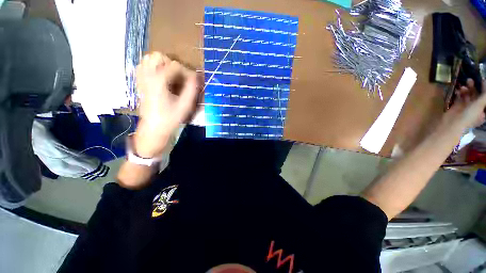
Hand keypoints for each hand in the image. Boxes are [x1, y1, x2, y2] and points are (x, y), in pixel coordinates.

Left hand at [134, 52, 200, 156]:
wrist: (154, 128)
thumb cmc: (171, 118)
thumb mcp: (185, 105)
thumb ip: (191, 89)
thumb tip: (196, 77)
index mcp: (159, 81)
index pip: (175, 65)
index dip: (187, 72)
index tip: (193, 81)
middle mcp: (147, 76)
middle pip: (158, 56)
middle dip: (172, 63)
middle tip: (180, 76)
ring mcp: (141, 79)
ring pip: (148, 59)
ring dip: (161, 64)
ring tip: (170, 75)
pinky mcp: (140, 83)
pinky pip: (142, 67)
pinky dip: (151, 67)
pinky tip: (159, 77)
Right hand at [442, 79, 485, 129]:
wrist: (453, 123)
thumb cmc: (469, 116)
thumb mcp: (480, 105)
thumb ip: (485, 95)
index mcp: (483, 109)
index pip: (485, 97)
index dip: (484, 89)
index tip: (482, 80)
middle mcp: (476, 107)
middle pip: (476, 95)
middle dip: (473, 87)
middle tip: (470, 80)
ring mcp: (466, 106)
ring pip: (468, 95)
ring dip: (466, 89)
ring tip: (462, 87)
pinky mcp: (458, 105)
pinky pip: (460, 97)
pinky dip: (459, 93)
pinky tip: (458, 91)